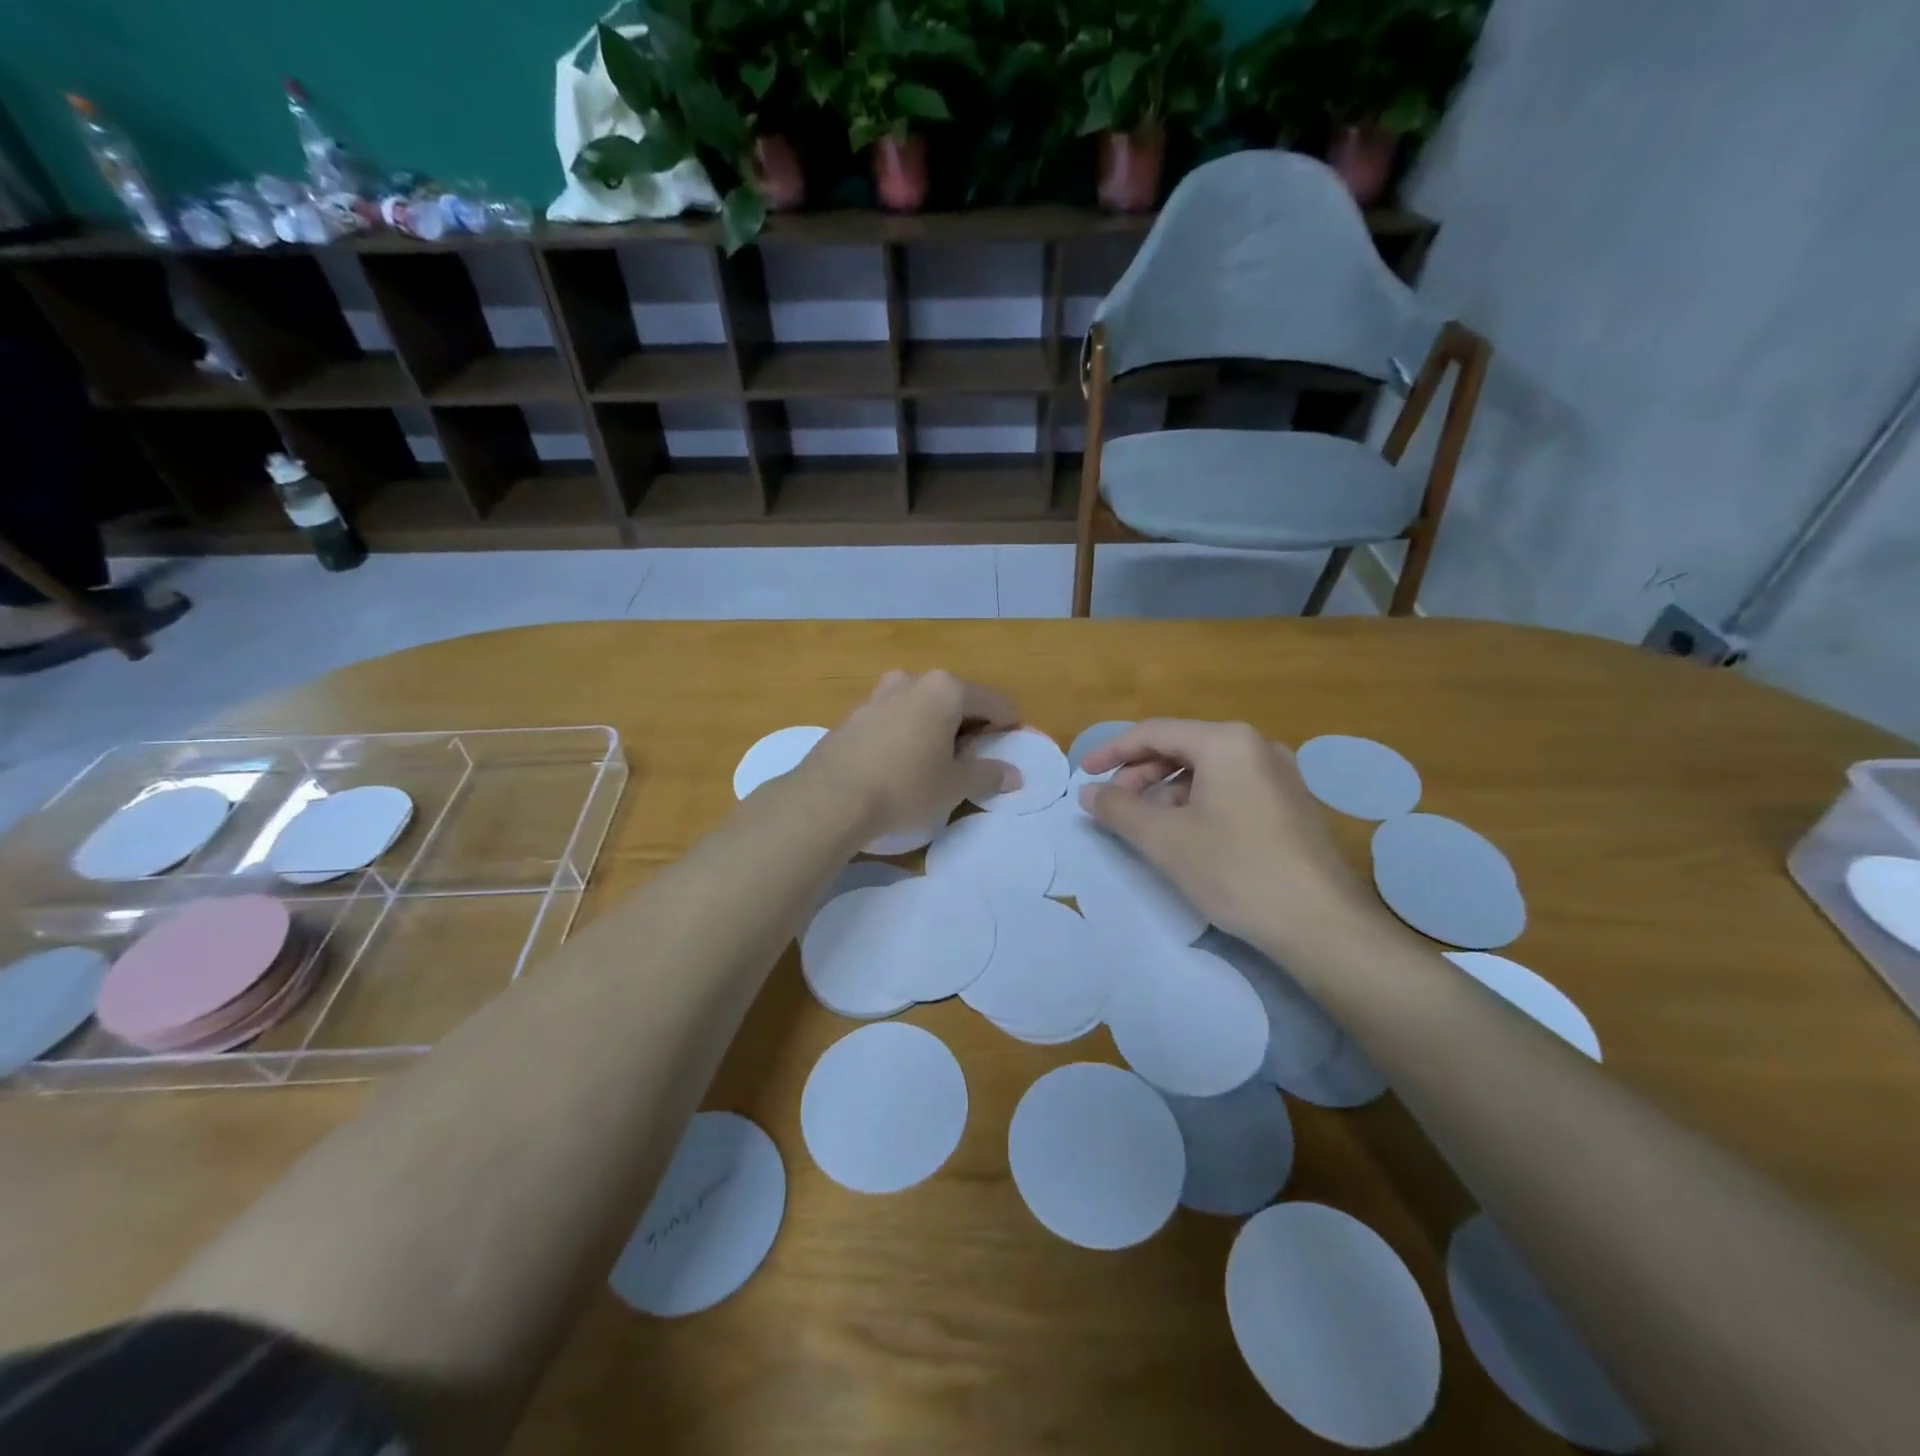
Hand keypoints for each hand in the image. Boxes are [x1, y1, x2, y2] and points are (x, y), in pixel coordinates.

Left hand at [801, 671, 1021, 841]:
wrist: (830, 797)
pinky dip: (908, 732)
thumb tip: (1013, 775)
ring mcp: (879, 693)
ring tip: (936, 762)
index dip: (1008, 725)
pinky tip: (902, 762)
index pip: (994, 701)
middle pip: (956, 698)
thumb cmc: (904, 786)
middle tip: (973, 759)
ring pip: (923, 705)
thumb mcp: (954, 786)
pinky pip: (896, 716)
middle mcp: (913, 680)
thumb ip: (987, 775)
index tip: (1010, 747)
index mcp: (945, 689)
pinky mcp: (855, 713)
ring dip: (936, 727)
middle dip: (970, 725)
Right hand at [1080, 720, 1386, 954]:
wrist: (1321, 924)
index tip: (1084, 774)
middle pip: (1181, 747)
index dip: (1112, 751)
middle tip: (1114, 806)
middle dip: (1140, 773)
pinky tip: (1187, 834)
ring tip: (1147, 826)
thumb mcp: (1165, 839)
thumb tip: (1088, 792)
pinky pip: (1230, 787)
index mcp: (1226, 742)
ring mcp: (1279, 774)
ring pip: (1206, 769)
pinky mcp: (1289, 803)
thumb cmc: (1236, 871)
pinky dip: (1197, 802)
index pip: (1154, 732)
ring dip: (1167, 790)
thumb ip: (1118, 809)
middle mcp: (1256, 746)